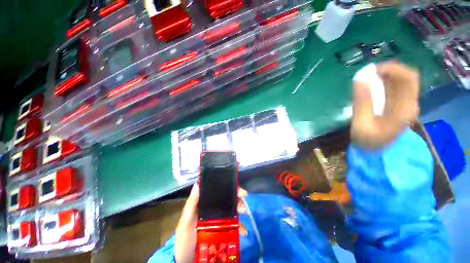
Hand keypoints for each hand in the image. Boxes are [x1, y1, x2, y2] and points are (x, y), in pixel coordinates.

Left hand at [174, 184, 247, 262]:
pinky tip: (243, 232)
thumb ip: (192, 203)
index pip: (218, 192)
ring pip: (231, 211)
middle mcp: (213, 209)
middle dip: (237, 200)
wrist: (186, 260)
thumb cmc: (184, 237)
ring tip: (243, 217)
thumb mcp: (186, 220)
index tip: (238, 190)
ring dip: (239, 212)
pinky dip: (239, 227)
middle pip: (227, 200)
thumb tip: (198, 183)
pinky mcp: (222, 231)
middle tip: (242, 206)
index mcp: (205, 204)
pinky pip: (233, 226)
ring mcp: (218, 220)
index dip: (229, 188)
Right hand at [351, 61, 419, 148]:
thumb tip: (359, 79)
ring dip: (385, 75)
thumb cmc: (367, 141)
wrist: (376, 152)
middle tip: (367, 72)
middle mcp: (409, 103)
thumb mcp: (361, 124)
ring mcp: (406, 104)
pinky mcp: (399, 105)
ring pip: (402, 80)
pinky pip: (396, 87)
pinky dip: (384, 81)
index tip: (371, 70)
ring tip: (367, 78)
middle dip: (388, 70)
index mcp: (404, 109)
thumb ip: (361, 103)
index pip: (408, 79)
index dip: (392, 69)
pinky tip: (371, 85)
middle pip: (407, 76)